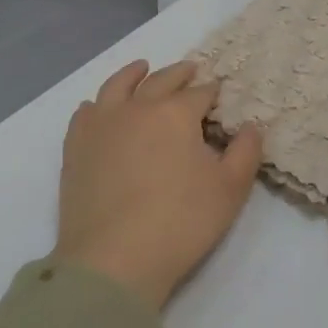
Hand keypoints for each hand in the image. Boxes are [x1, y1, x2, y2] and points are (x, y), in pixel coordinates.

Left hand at [53, 60, 262, 309]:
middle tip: (190, 70)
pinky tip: (99, 107)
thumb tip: (251, 126)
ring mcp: (100, 126)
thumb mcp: (230, 189)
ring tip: (142, 68)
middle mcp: (136, 109)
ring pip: (117, 86)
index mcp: (175, 114)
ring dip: (133, 74)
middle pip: (160, 81)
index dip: (212, 91)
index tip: (220, 92)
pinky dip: (97, 104)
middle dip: (179, 74)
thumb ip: (246, 152)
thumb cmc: (181, 222)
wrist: (114, 259)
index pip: (199, 93)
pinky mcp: (76, 148)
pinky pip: (85, 113)